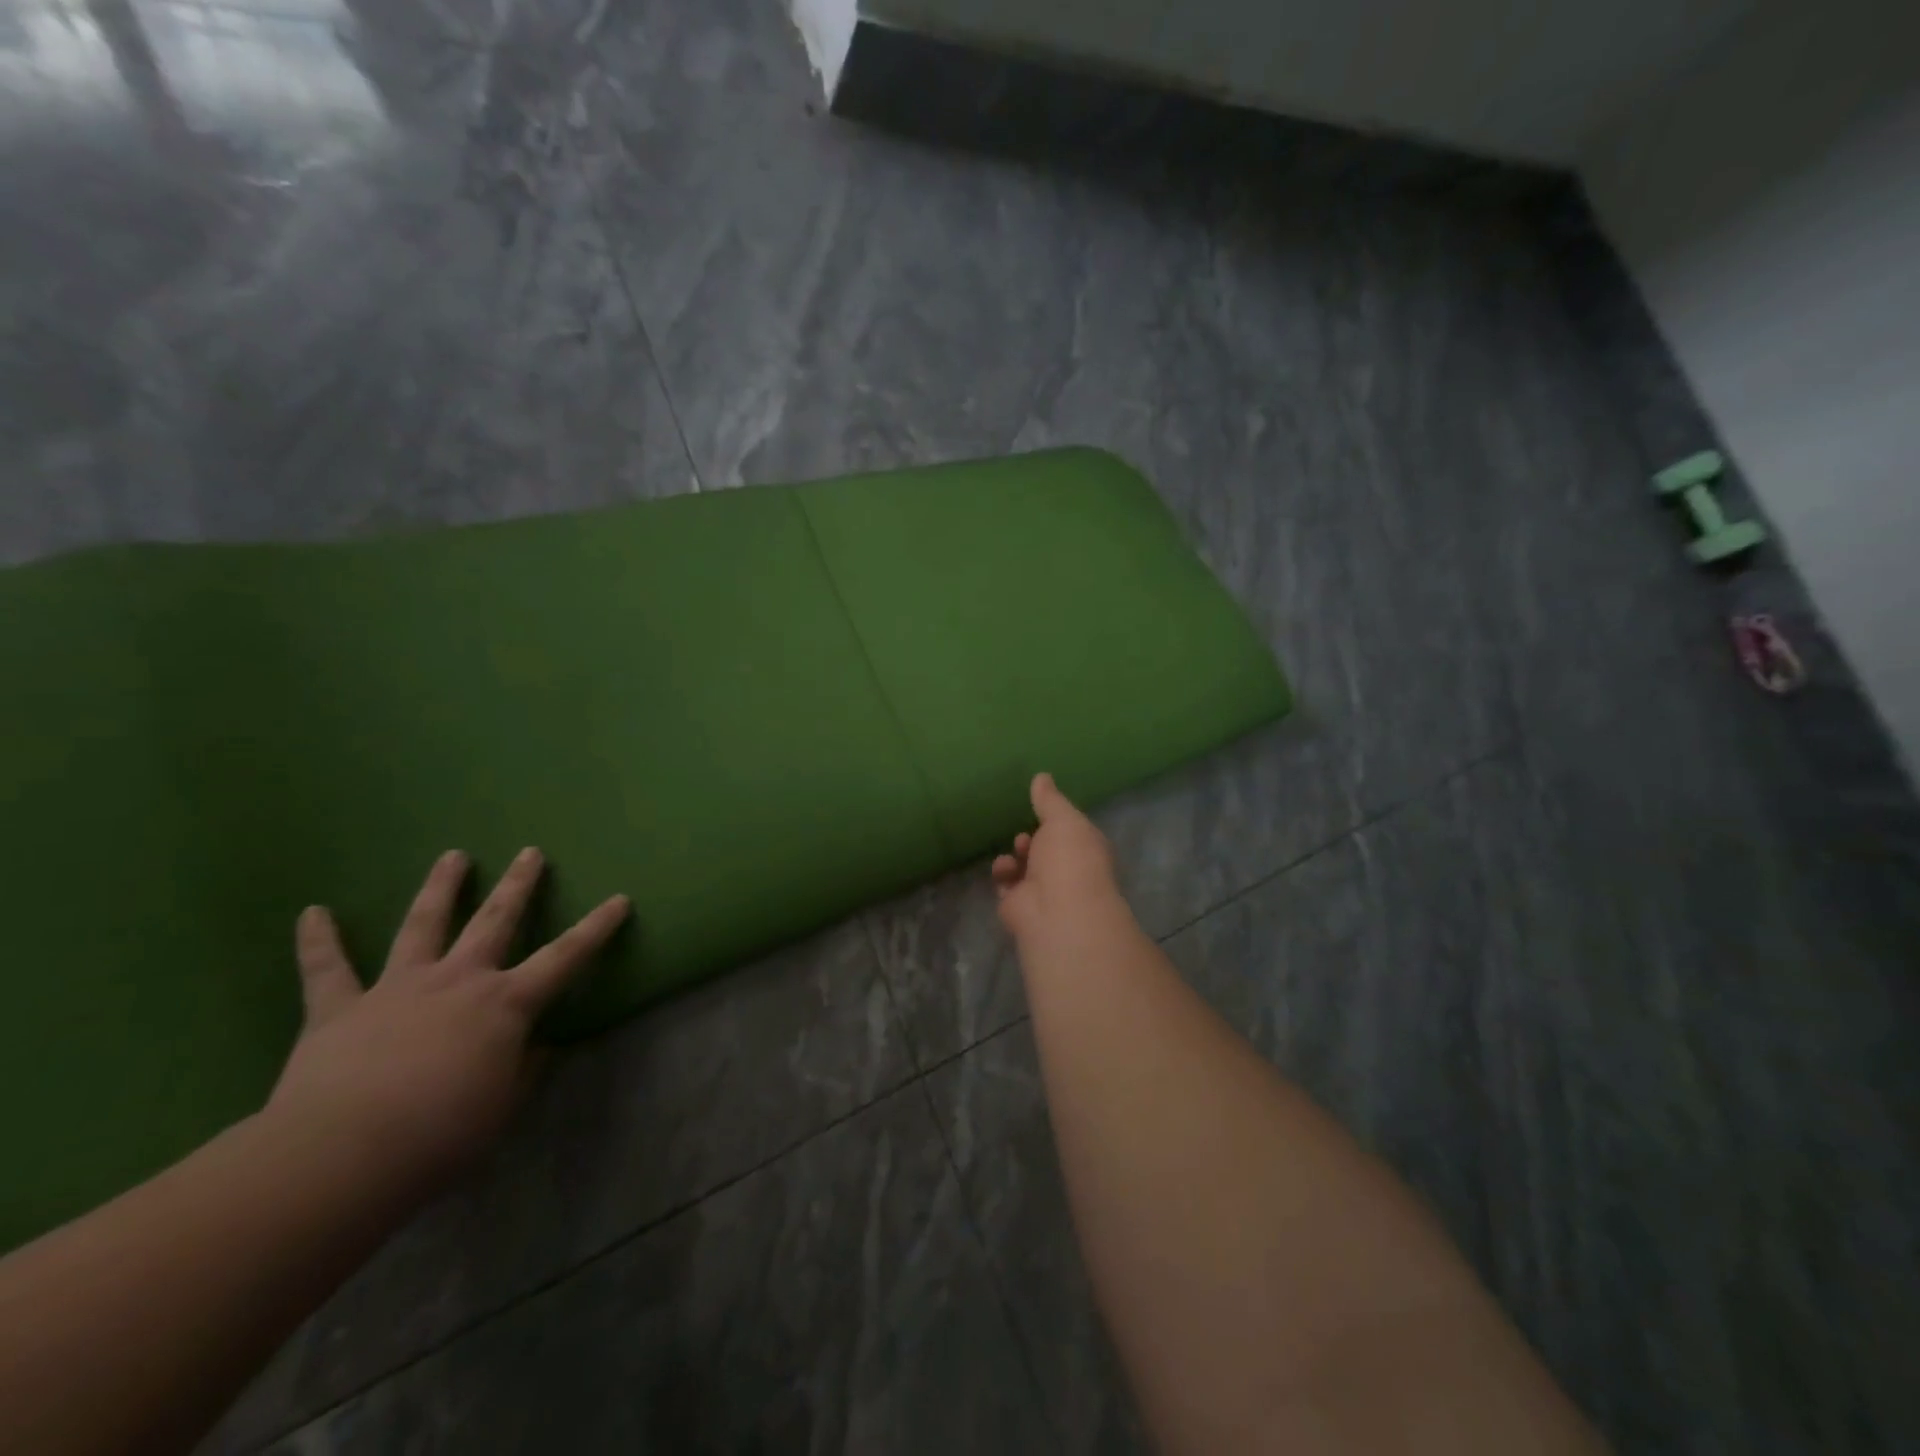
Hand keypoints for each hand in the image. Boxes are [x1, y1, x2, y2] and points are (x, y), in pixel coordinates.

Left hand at [269, 848, 628, 1196]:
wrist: (342, 1157)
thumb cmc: (441, 1134)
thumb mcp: (503, 1107)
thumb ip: (522, 1070)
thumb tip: (536, 1048)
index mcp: (505, 1003)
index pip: (565, 956)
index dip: (597, 928)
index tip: (620, 899)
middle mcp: (458, 980)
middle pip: (494, 920)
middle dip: (517, 885)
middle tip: (530, 853)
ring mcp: (397, 988)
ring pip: (422, 925)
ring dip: (440, 887)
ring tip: (453, 856)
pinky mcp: (339, 1009)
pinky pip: (327, 969)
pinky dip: (319, 940)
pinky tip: (314, 913)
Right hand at [992, 773, 1128, 945]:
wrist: (1057, 911)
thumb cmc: (1070, 858)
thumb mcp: (1062, 818)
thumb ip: (1049, 799)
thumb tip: (1042, 776)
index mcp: (1086, 849)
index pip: (1071, 832)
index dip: (1057, 820)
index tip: (1040, 807)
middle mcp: (1067, 871)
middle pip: (1045, 849)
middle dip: (1032, 838)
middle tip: (1025, 834)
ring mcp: (1043, 891)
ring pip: (1024, 866)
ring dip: (1016, 855)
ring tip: (1017, 852)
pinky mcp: (1019, 905)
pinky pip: (1007, 884)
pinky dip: (1003, 874)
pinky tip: (1005, 869)